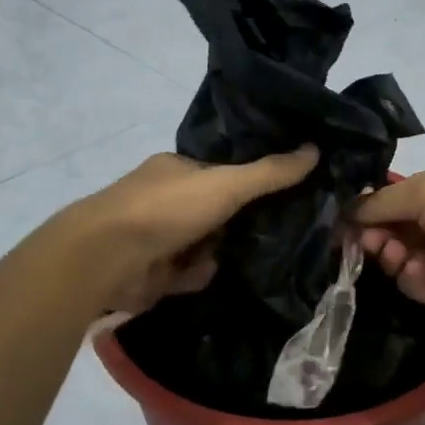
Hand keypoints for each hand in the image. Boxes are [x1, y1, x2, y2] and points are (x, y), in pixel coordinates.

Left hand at [56, 148, 318, 315]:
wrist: (109, 257)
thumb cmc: (167, 208)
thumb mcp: (227, 184)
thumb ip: (270, 173)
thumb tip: (315, 149)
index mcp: (177, 170)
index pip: (222, 173)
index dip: (251, 183)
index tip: (286, 195)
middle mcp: (166, 200)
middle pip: (216, 211)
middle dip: (241, 223)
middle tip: (281, 232)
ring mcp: (157, 237)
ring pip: (205, 245)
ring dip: (221, 252)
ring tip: (258, 258)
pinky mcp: (153, 272)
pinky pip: (189, 273)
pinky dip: (198, 274)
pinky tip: (210, 275)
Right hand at [354, 162, 424, 312]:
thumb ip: (382, 204)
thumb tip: (347, 212)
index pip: (387, 202)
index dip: (365, 213)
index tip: (345, 225)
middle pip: (388, 233)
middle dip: (373, 237)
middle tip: (369, 243)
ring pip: (399, 261)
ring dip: (390, 258)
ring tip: (395, 255)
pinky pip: (417, 286)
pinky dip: (410, 280)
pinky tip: (415, 271)